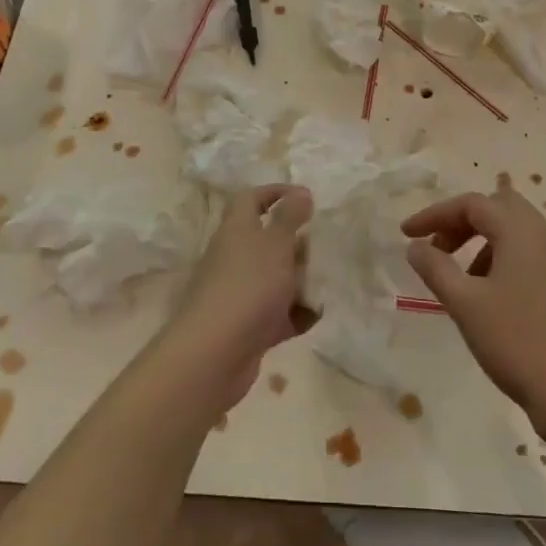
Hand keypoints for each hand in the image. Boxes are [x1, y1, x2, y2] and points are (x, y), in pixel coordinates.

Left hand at [167, 185, 313, 412]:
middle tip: (326, 244)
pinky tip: (317, 316)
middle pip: (266, 241)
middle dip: (297, 242)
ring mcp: (240, 293)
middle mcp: (234, 257)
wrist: (215, 353)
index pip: (251, 199)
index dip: (275, 192)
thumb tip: (300, 192)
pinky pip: (277, 314)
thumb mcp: (276, 244)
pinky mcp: (248, 326)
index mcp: (237, 230)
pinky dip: (296, 315)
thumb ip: (290, 217)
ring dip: (300, 280)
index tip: (306, 197)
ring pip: (274, 278)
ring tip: (330, 279)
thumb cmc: (249, 286)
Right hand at [402, 186, 545, 438]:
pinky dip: (500, 261)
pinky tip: (487, 297)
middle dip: (461, 222)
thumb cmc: (517, 341)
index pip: (472, 204)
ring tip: (458, 278)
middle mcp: (544, 238)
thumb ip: (435, 268)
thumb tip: (416, 246)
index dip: (435, 214)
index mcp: (521, 233)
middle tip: (437, 247)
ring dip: (480, 243)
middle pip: (498, 208)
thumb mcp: (465, 303)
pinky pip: (527, 256)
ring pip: (514, 233)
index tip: (406, 235)